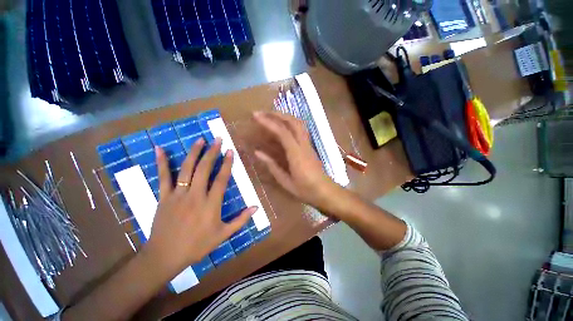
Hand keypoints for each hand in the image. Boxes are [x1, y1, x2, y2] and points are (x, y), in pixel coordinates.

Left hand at [144, 138, 256, 277]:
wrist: (165, 256)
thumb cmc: (197, 246)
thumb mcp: (223, 235)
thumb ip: (241, 220)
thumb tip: (256, 207)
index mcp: (211, 204)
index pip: (221, 179)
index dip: (227, 164)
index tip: (230, 151)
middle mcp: (195, 196)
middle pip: (204, 169)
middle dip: (212, 153)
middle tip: (217, 139)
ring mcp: (178, 195)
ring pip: (186, 169)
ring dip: (194, 153)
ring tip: (200, 140)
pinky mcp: (164, 197)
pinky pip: (163, 177)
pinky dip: (161, 163)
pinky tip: (160, 149)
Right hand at [253, 111, 336, 208]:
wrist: (325, 191)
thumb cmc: (305, 190)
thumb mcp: (285, 181)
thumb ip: (272, 165)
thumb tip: (258, 152)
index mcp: (296, 155)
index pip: (283, 132)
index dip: (269, 122)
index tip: (256, 116)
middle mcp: (303, 145)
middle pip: (293, 122)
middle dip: (277, 114)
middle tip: (262, 113)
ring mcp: (308, 144)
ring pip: (299, 123)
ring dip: (285, 116)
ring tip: (271, 116)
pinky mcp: (309, 146)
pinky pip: (301, 129)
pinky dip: (290, 123)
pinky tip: (283, 125)